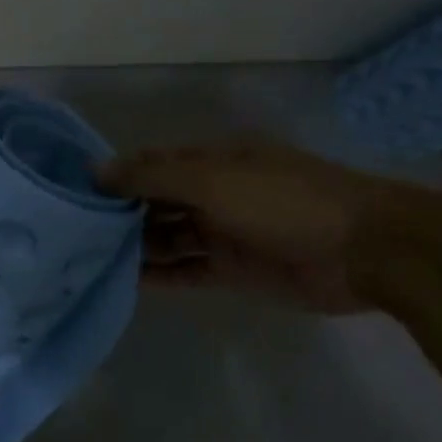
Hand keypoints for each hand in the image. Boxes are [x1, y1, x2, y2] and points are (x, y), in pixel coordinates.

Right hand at [98, 139, 441, 313]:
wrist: (367, 251)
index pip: (151, 164)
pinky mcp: (232, 270)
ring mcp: (222, 232)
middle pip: (155, 202)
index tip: (74, 193)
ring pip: (166, 237)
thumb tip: (96, 170)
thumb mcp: (213, 179)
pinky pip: (185, 270)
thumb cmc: (285, 202)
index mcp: (211, 160)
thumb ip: (153, 176)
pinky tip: (123, 281)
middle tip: (74, 233)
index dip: (115, 176)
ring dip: (134, 246)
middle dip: (119, 214)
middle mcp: (213, 193)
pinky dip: (158, 275)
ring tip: (88, 259)